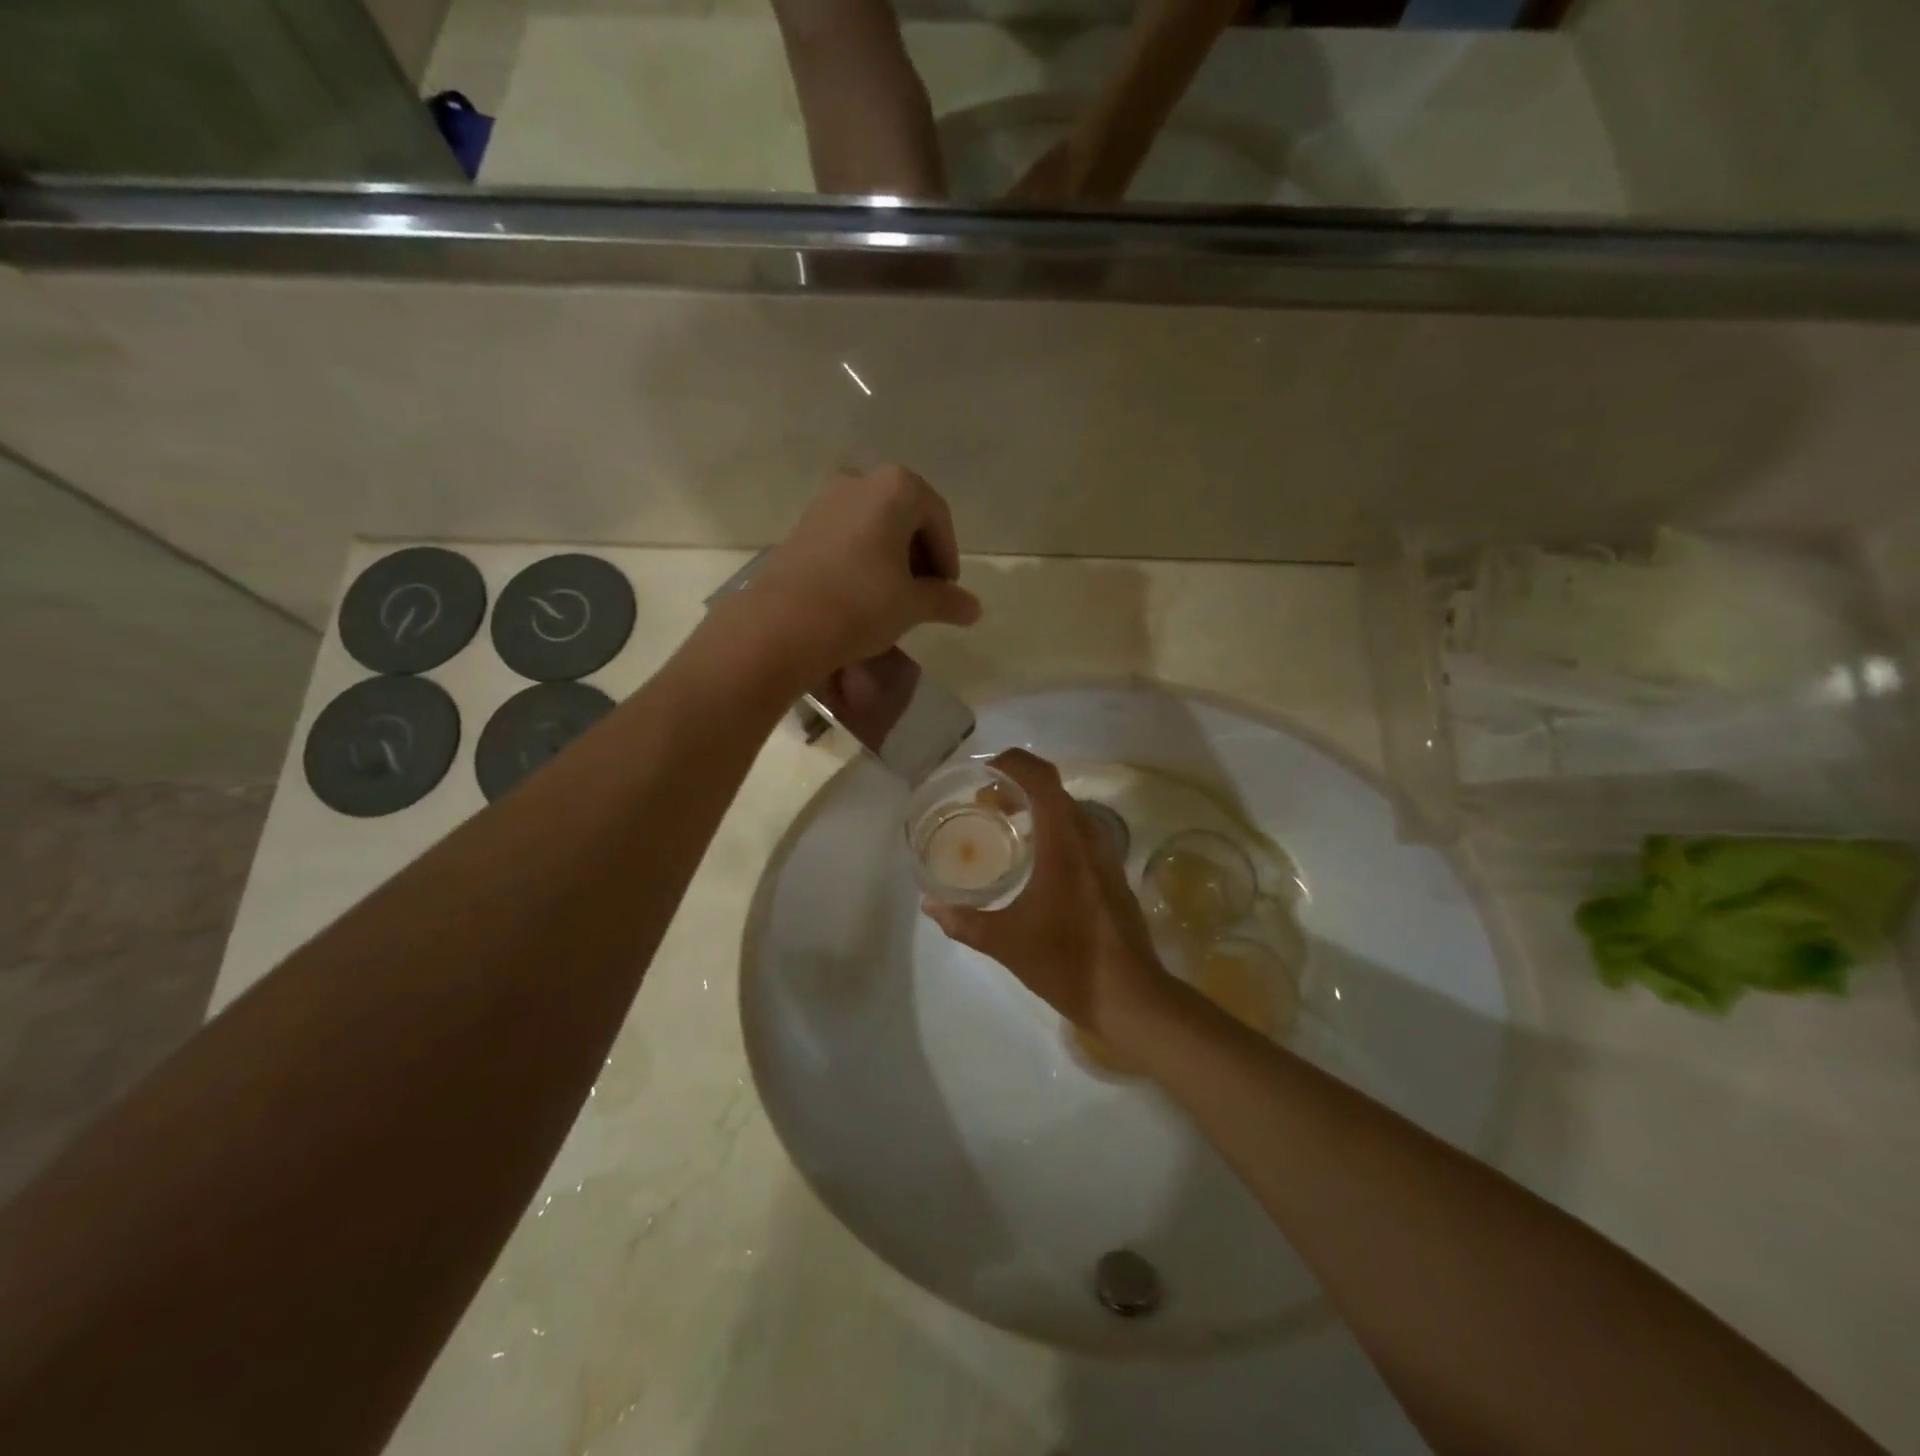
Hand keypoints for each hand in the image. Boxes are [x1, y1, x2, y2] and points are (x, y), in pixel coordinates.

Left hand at [753, 465, 981, 673]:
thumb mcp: (913, 604)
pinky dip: (863, 559)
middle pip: (904, 516)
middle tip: (925, 593)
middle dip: (919, 554)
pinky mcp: (801, 526)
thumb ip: (946, 601)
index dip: (948, 556)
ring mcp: (825, 501)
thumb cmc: (862, 603)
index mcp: (895, 487)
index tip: (947, 590)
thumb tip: (974, 609)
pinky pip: (846, 536)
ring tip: (895, 597)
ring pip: (873, 526)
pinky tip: (863, 594)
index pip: (937, 517)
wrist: (784, 624)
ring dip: (891, 557)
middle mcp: (859, 481)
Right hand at [923, 750, 1173, 1052]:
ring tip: (1007, 825)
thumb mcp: (1005, 943)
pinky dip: (1055, 830)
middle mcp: (1089, 839)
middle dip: (1019, 787)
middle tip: (985, 802)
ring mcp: (1107, 857)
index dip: (1014, 764)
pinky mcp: (1113, 876)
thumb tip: (930, 905)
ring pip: (1070, 813)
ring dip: (1039, 808)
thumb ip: (964, 921)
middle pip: (1055, 792)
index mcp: (1064, 843)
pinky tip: (1035, 861)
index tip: (984, 773)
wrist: (1130, 997)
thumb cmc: (1066, 962)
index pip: (1042, 780)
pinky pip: (1081, 835)